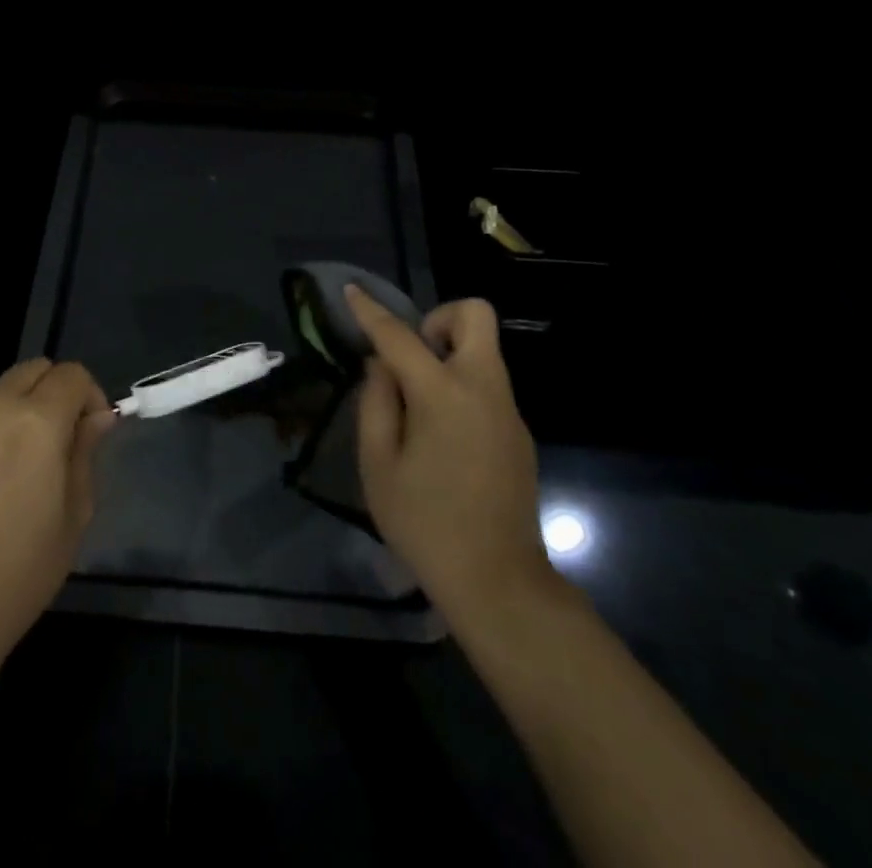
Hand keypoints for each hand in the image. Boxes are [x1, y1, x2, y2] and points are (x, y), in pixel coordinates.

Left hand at [0, 359, 114, 664]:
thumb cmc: (19, 571)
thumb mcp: (74, 514)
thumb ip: (86, 451)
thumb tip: (97, 417)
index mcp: (36, 421)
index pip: (72, 375)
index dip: (90, 397)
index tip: (90, 431)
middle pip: (33, 370)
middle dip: (53, 393)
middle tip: (56, 441)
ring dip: (14, 413)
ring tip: (10, 466)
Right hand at [346, 286, 556, 625]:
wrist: (498, 582)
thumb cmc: (425, 523)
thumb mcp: (378, 464)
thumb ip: (376, 403)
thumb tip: (380, 366)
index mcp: (444, 394)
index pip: (400, 336)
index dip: (371, 311)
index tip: (352, 291)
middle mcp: (484, 388)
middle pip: (475, 316)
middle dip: (439, 319)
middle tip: (411, 357)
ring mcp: (508, 410)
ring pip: (484, 349)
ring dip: (449, 353)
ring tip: (417, 401)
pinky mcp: (519, 432)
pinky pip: (488, 383)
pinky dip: (461, 384)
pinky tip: (441, 434)